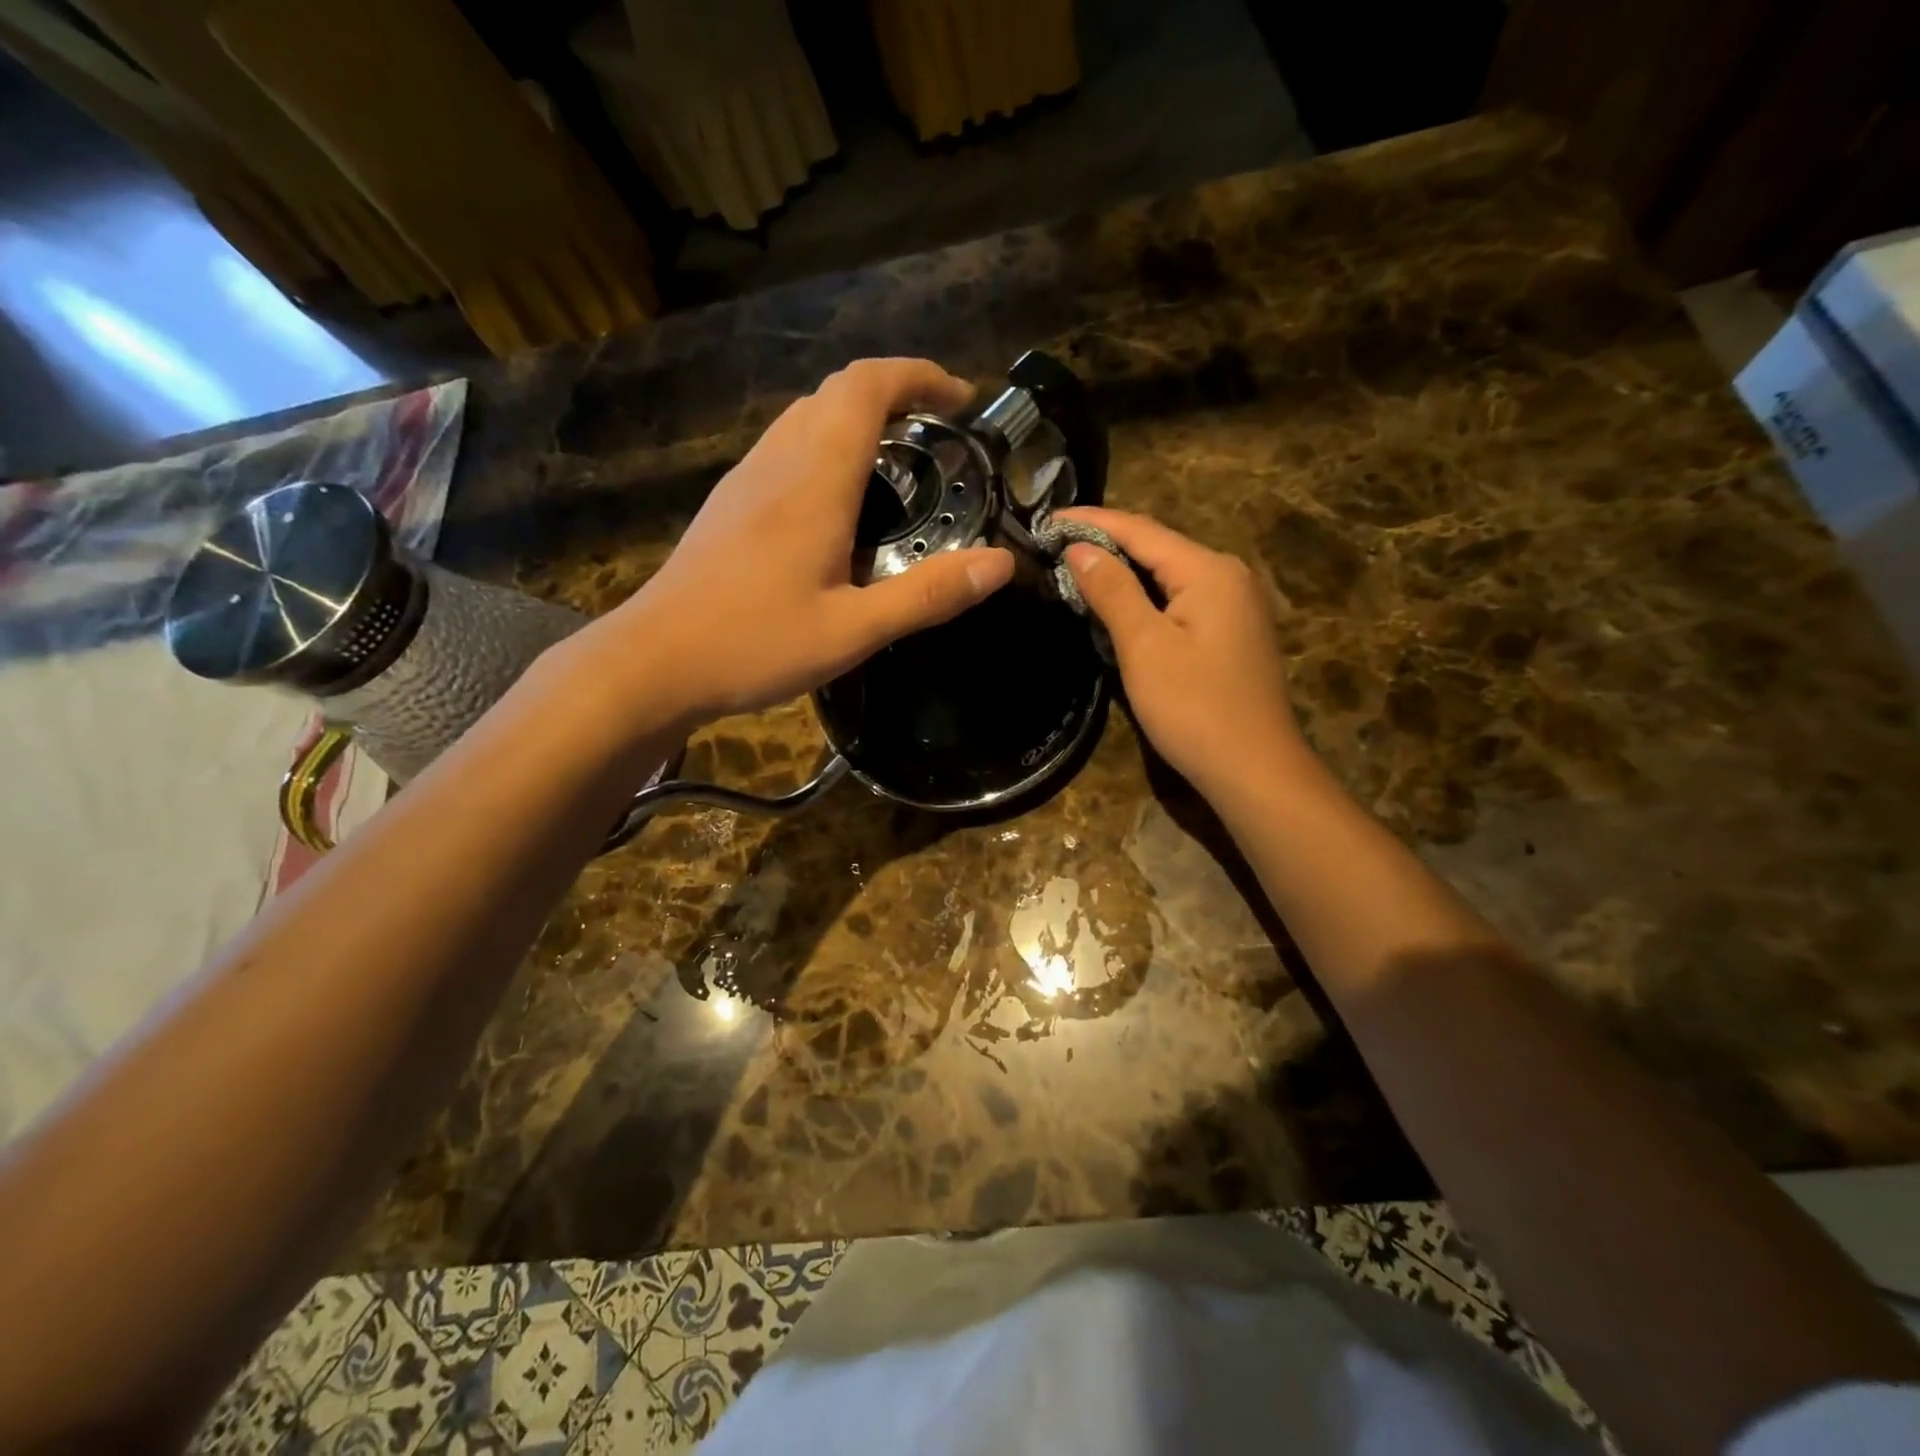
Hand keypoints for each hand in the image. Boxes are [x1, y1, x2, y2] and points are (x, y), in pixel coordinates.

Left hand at [563, 359, 1014, 730]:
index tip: (960, 400)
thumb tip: (1001, 564)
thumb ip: (928, 595)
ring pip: (807, 417)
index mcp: (814, 480)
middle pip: (837, 392)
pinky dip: (828, 447)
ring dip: (858, 419)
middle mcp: (778, 462)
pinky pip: (786, 448)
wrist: (654, 661)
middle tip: (939, 436)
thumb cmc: (754, 644)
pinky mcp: (730, 504)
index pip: (866, 387)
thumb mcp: (854, 630)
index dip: (918, 376)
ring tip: (899, 464)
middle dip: (895, 394)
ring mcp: (746, 479)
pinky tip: (841, 504)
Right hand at [1059, 507, 1303, 797]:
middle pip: (1157, 547)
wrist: (1254, 769)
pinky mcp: (1232, 632)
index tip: (1046, 521)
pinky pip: (1181, 599)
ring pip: (1169, 574)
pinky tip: (1119, 604)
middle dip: (1106, 543)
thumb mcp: (1144, 647)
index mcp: (1208, 570)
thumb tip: (1080, 548)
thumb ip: (1112, 591)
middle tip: (1054, 545)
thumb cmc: (1194, 708)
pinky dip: (1145, 596)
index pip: (1140, 530)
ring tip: (1076, 568)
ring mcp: (1236, 604)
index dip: (1091, 522)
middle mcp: (1228, 575)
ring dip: (1124, 571)